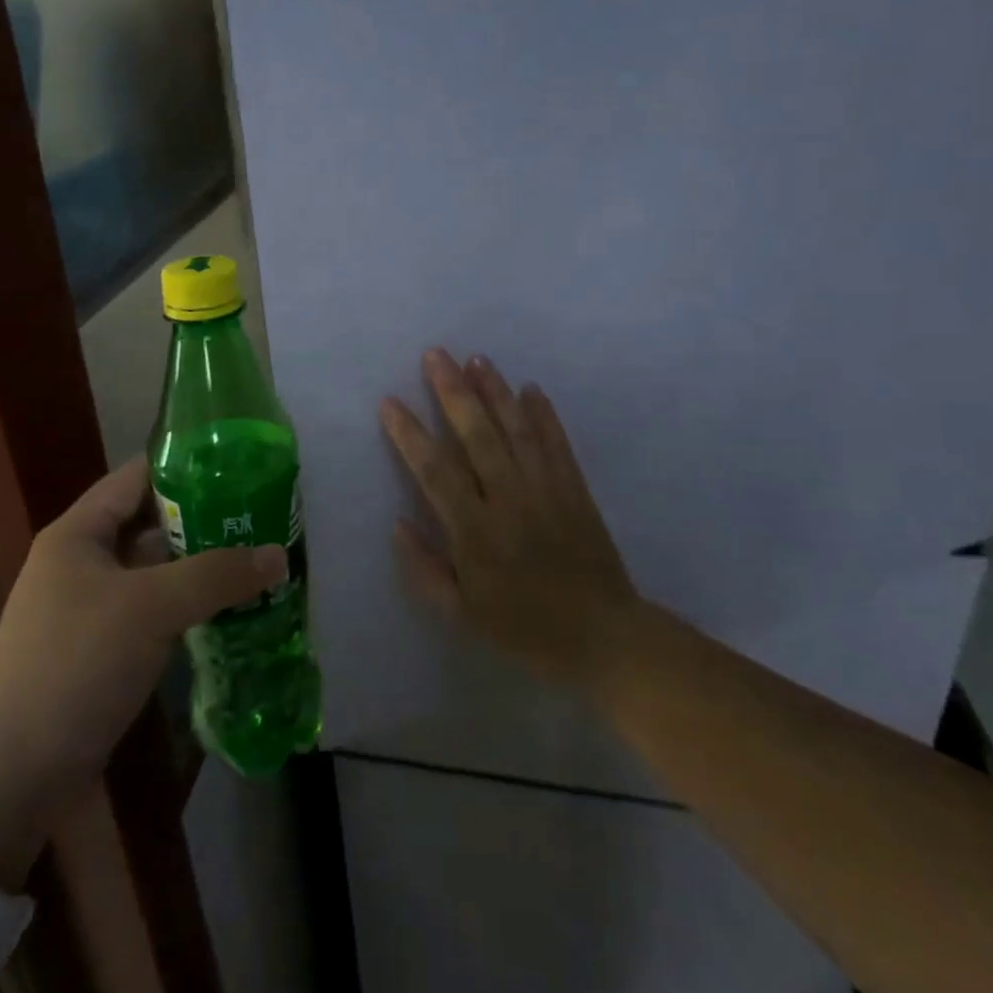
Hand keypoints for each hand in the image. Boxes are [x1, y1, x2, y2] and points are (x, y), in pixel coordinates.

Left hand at [0, 457, 283, 884]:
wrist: (11, 777)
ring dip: (203, 567)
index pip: (138, 476)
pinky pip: (156, 612)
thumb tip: (279, 555)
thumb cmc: (74, 665)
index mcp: (80, 533)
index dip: (186, 464)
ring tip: (259, 558)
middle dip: (206, 520)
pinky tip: (232, 610)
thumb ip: (216, 576)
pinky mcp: (104, 650)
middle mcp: (84, 562)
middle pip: (152, 524)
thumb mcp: (149, 608)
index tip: (240, 463)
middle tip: (261, 515)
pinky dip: (191, 608)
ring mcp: (93, 608)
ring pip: (158, 572)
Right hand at [382, 349, 638, 688]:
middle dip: (453, 392)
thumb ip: (424, 569)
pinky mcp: (575, 488)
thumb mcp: (461, 615)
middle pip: (477, 436)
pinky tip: (530, 388)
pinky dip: (544, 414)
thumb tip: (397, 523)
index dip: (410, 435)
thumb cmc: (524, 628)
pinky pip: (557, 443)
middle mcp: (509, 500)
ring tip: (476, 359)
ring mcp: (546, 490)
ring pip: (517, 429)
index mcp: (476, 532)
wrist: (603, 637)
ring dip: (495, 391)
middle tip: (434, 355)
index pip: (435, 472)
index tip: (389, 402)